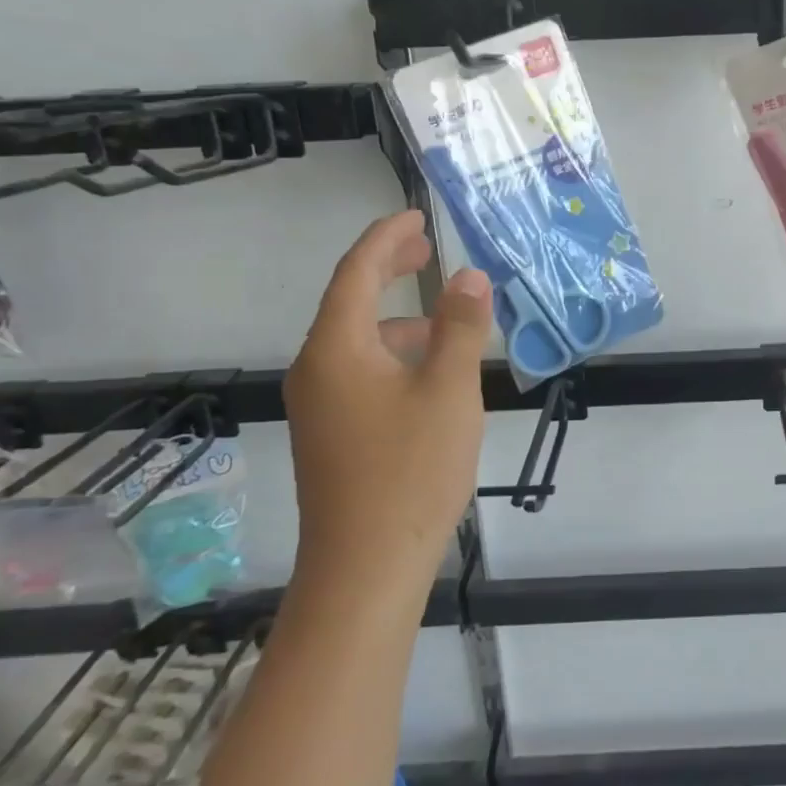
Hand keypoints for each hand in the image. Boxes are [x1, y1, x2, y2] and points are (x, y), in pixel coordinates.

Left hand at [283, 210, 491, 587]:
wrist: (365, 569)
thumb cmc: (410, 471)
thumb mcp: (449, 390)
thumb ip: (459, 327)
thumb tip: (468, 276)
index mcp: (336, 350)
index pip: (355, 272)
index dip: (386, 238)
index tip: (417, 216)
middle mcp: (317, 370)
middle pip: (350, 302)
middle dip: (387, 269)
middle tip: (425, 248)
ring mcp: (320, 406)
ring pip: (359, 342)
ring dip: (398, 318)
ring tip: (446, 319)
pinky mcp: (331, 435)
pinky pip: (361, 373)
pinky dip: (395, 355)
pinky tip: (431, 375)